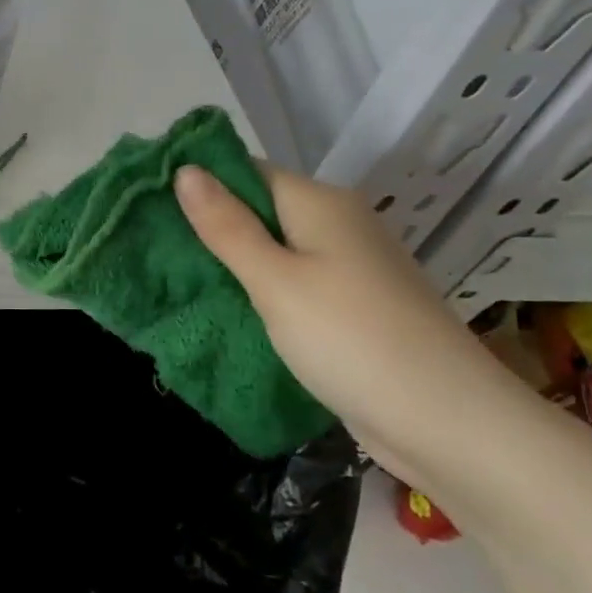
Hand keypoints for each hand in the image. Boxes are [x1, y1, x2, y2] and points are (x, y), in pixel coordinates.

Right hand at [173, 164, 518, 482]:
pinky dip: (257, 293)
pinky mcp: (349, 309)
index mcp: (320, 204)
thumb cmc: (350, 338)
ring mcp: (346, 269)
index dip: (197, 183)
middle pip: (258, 211)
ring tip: (170, 278)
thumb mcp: (275, 280)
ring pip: (272, 252)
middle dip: (207, 228)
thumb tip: (185, 170)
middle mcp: (336, 225)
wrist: (445, 422)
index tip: (146, 204)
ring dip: (229, 264)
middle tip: (148, 247)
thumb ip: (226, 226)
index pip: (246, 172)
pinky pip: (290, 286)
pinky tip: (221, 309)